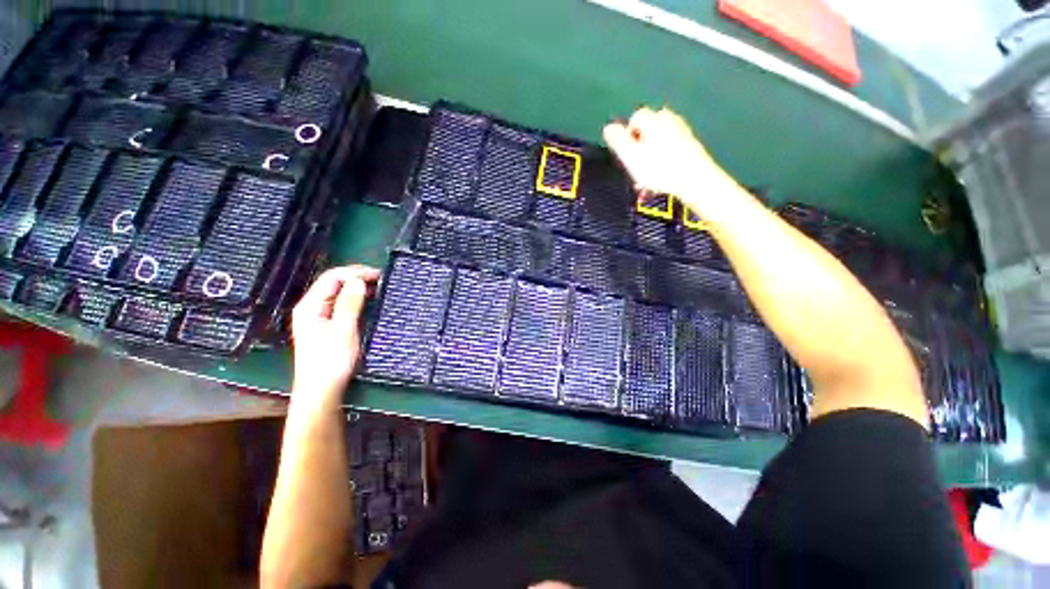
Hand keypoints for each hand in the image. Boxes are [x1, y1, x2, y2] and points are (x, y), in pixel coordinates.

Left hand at [290, 265, 379, 408]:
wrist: (320, 391)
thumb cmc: (331, 360)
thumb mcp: (344, 330)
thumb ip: (350, 303)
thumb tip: (358, 280)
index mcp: (310, 306)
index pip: (332, 278)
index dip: (354, 272)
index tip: (378, 275)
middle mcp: (310, 308)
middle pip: (332, 283)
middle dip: (355, 278)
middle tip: (380, 280)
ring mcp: (316, 317)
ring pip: (336, 294)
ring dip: (355, 288)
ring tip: (376, 288)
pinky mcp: (324, 326)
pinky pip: (339, 305)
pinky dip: (353, 299)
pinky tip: (365, 302)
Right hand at [603, 107, 734, 213]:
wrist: (694, 180)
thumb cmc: (658, 169)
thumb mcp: (630, 155)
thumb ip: (617, 140)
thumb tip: (608, 128)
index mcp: (652, 118)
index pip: (633, 119)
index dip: (626, 138)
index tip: (626, 157)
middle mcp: (668, 118)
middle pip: (646, 131)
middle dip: (639, 151)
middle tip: (636, 172)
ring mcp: (681, 131)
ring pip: (658, 143)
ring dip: (650, 160)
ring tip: (647, 181)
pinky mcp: (690, 145)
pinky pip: (669, 151)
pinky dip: (662, 163)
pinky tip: (661, 179)